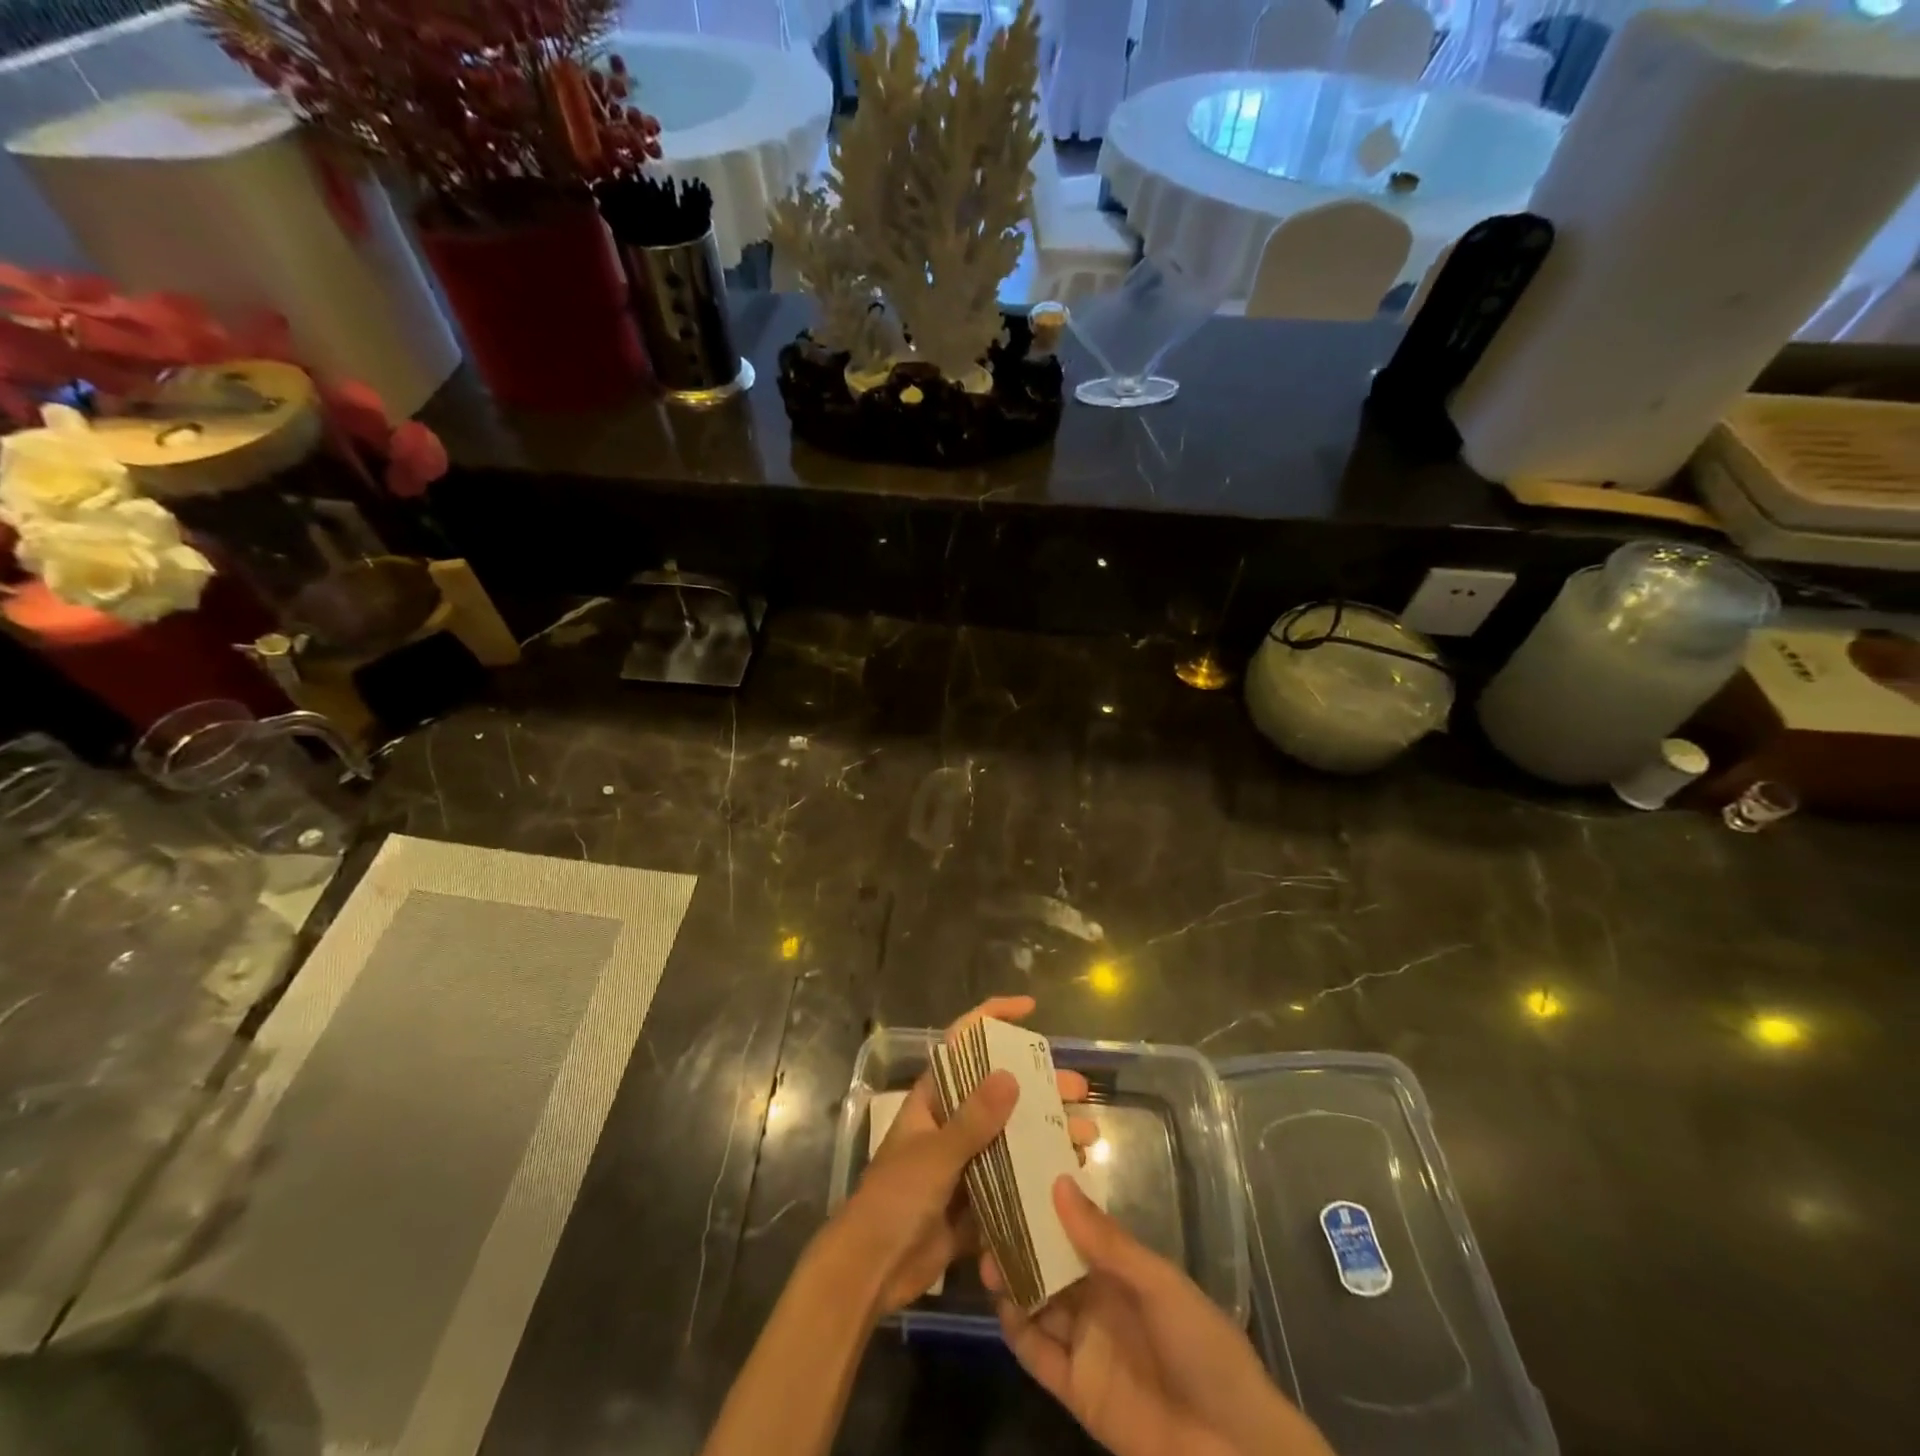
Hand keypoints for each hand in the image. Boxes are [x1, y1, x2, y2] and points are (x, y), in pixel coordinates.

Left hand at [830, 995, 1095, 1317]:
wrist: (872, 1271)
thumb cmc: (895, 1199)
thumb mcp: (935, 1155)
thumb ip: (973, 1119)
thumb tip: (1011, 1075)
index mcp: (935, 1098)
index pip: (963, 1042)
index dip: (993, 1018)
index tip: (1030, 1009)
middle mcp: (953, 1122)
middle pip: (1001, 1090)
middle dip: (1040, 1085)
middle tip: (1079, 1090)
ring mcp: (967, 1161)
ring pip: (1013, 1135)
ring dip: (1048, 1131)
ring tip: (1086, 1136)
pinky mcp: (977, 1199)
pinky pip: (1014, 1177)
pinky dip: (1040, 1173)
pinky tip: (1071, 1173)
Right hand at [986, 1177, 1334, 1455]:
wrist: (1235, 1452)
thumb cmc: (1204, 1349)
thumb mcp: (1158, 1284)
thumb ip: (1105, 1240)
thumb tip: (1058, 1181)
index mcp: (1122, 1270)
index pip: (1074, 1229)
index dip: (1044, 1206)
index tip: (1012, 1178)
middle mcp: (1098, 1300)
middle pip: (1049, 1264)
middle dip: (1019, 1242)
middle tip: (985, 1219)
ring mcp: (1085, 1345)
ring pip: (1037, 1303)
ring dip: (1011, 1281)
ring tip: (982, 1255)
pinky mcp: (1076, 1390)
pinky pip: (1038, 1355)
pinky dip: (1015, 1331)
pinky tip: (999, 1305)